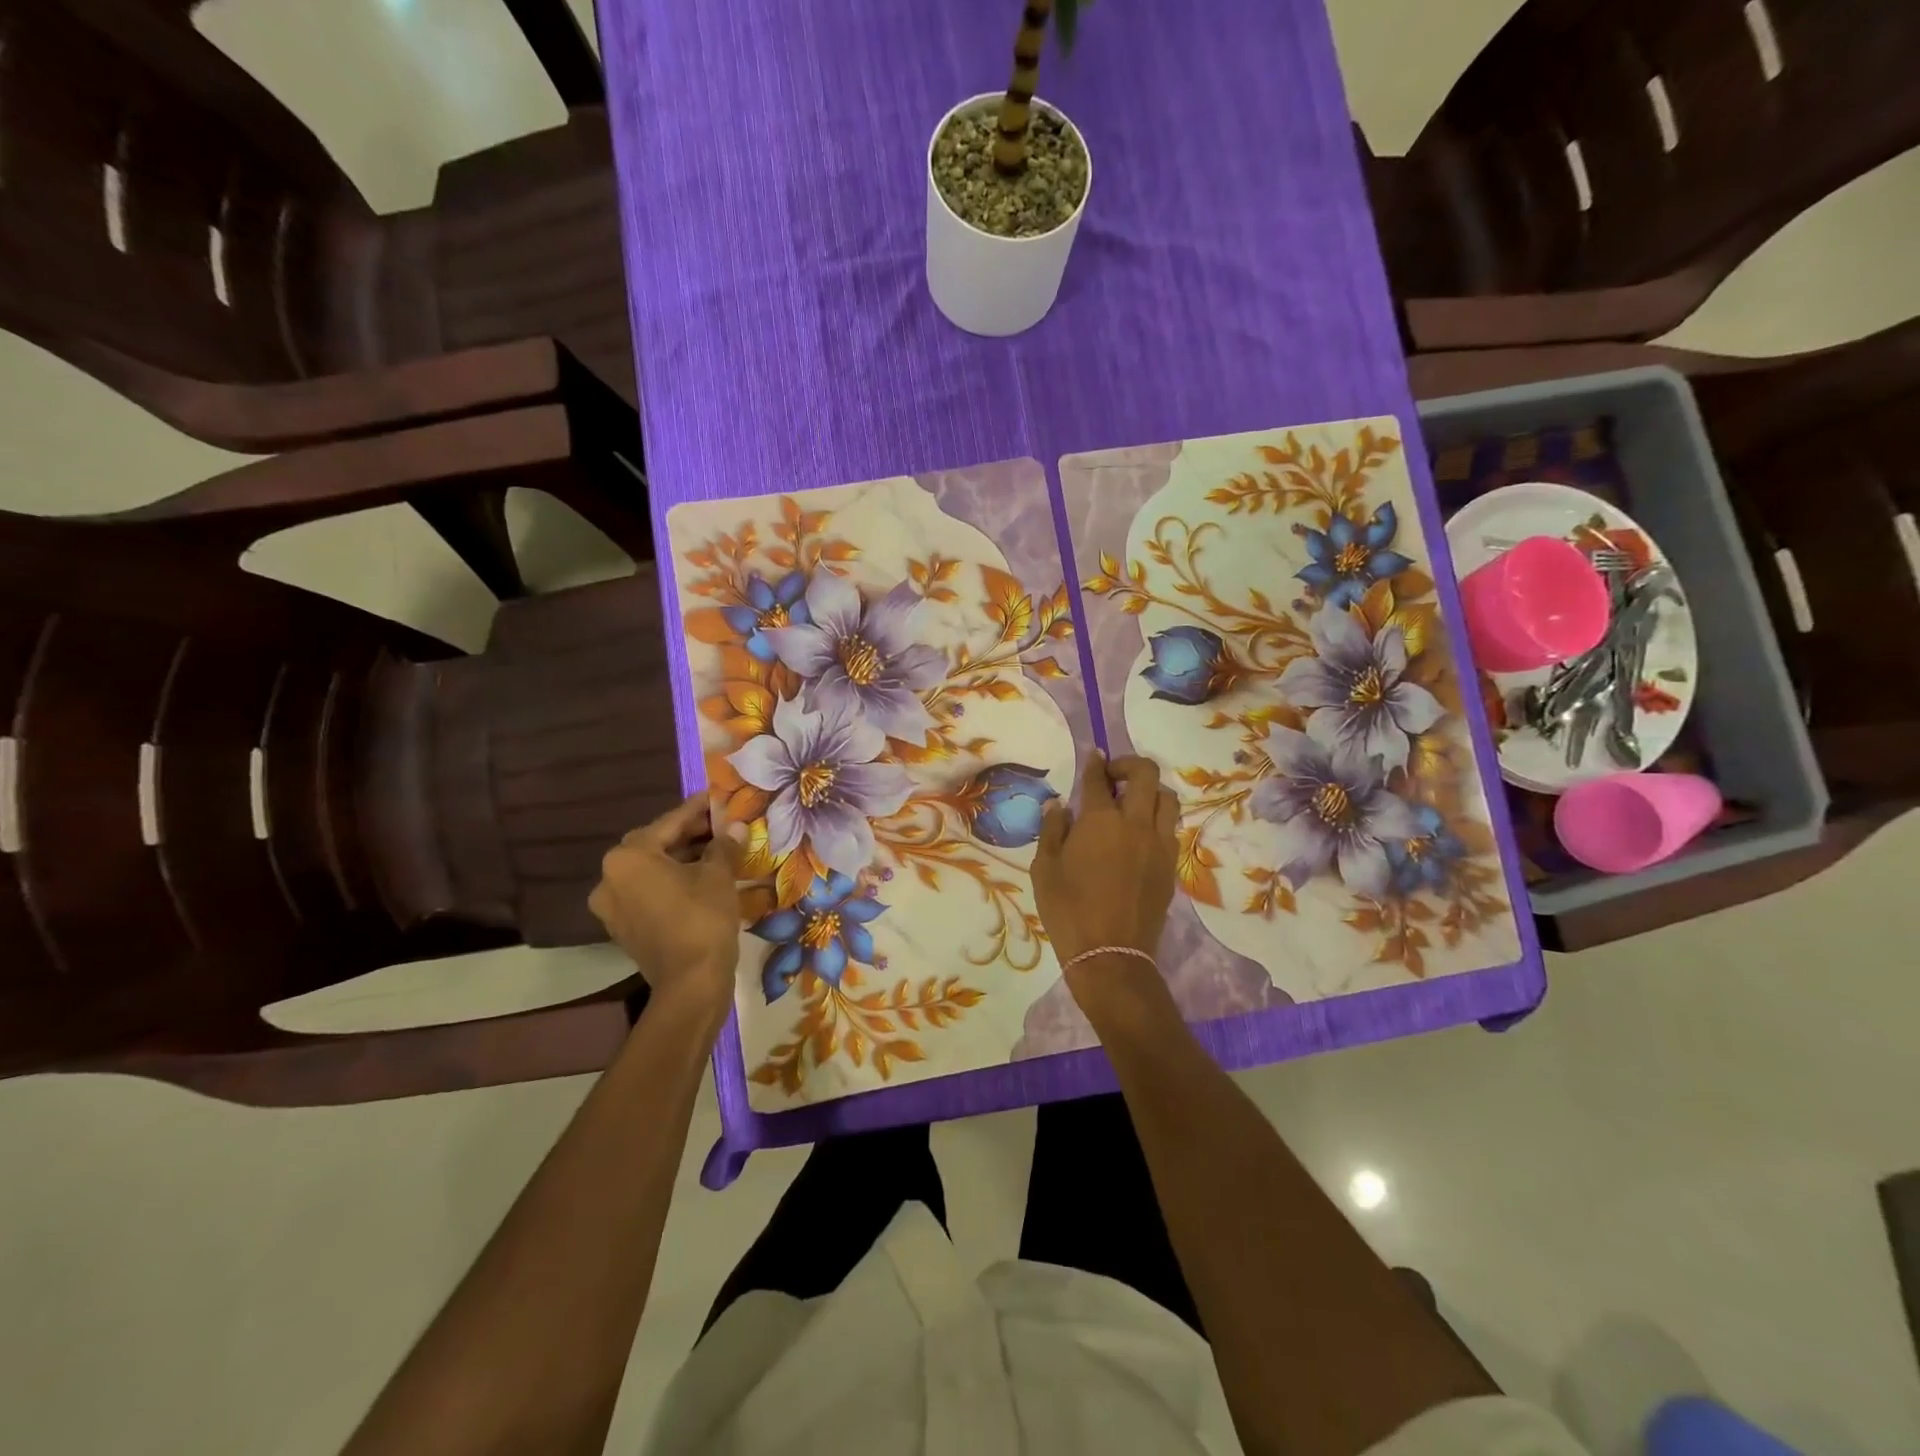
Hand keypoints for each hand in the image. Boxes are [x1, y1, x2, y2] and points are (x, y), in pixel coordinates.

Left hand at [589, 796, 742, 1011]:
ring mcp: (613, 906)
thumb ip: (724, 845)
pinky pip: (649, 892)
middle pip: (655, 845)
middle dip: (689, 833)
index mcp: (628, 857)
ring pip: (651, 870)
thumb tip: (735, 826)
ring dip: (681, 858)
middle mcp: (610, 878)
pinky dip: (672, 881)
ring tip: (716, 849)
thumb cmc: (703, 918)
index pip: (669, 823)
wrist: (690, 983)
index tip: (717, 796)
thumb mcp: (718, 875)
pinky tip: (701, 877)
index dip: (698, 809)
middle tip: (720, 824)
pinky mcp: (623, 927)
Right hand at [1031, 752, 1179, 978]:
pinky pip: (1170, 828)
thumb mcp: (1044, 868)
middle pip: (1146, 774)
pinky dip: (1157, 819)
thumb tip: (1059, 805)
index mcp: (1101, 820)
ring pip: (1167, 798)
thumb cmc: (1068, 910)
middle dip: (1129, 765)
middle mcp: (1136, 823)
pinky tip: (1139, 834)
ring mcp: (1159, 844)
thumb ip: (1052, 829)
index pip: (1100, 778)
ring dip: (1150, 791)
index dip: (1095, 762)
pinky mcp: (1170, 865)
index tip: (1093, 756)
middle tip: (1112, 776)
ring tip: (1131, 803)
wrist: (1111, 955)